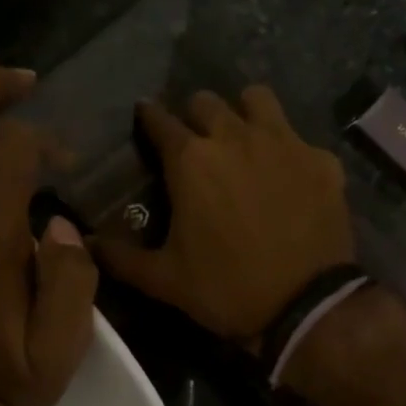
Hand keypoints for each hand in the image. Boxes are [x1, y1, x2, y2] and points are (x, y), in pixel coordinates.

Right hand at [95, 86, 354, 346]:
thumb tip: (85, 242)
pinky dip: (289, 150)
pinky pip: (299, 137)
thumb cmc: (227, 288)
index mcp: (191, 160)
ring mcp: (284, 143)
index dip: (148, 117)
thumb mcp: (164, 279)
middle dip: (194, 115)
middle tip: (194, 141)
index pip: (159, 119)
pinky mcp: (321, 159)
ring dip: (243, 112)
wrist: (306, 306)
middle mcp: (235, 137)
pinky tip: (289, 175)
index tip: (144, 119)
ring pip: (257, 99)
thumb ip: (121, 256)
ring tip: (242, 138)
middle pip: (206, 101)